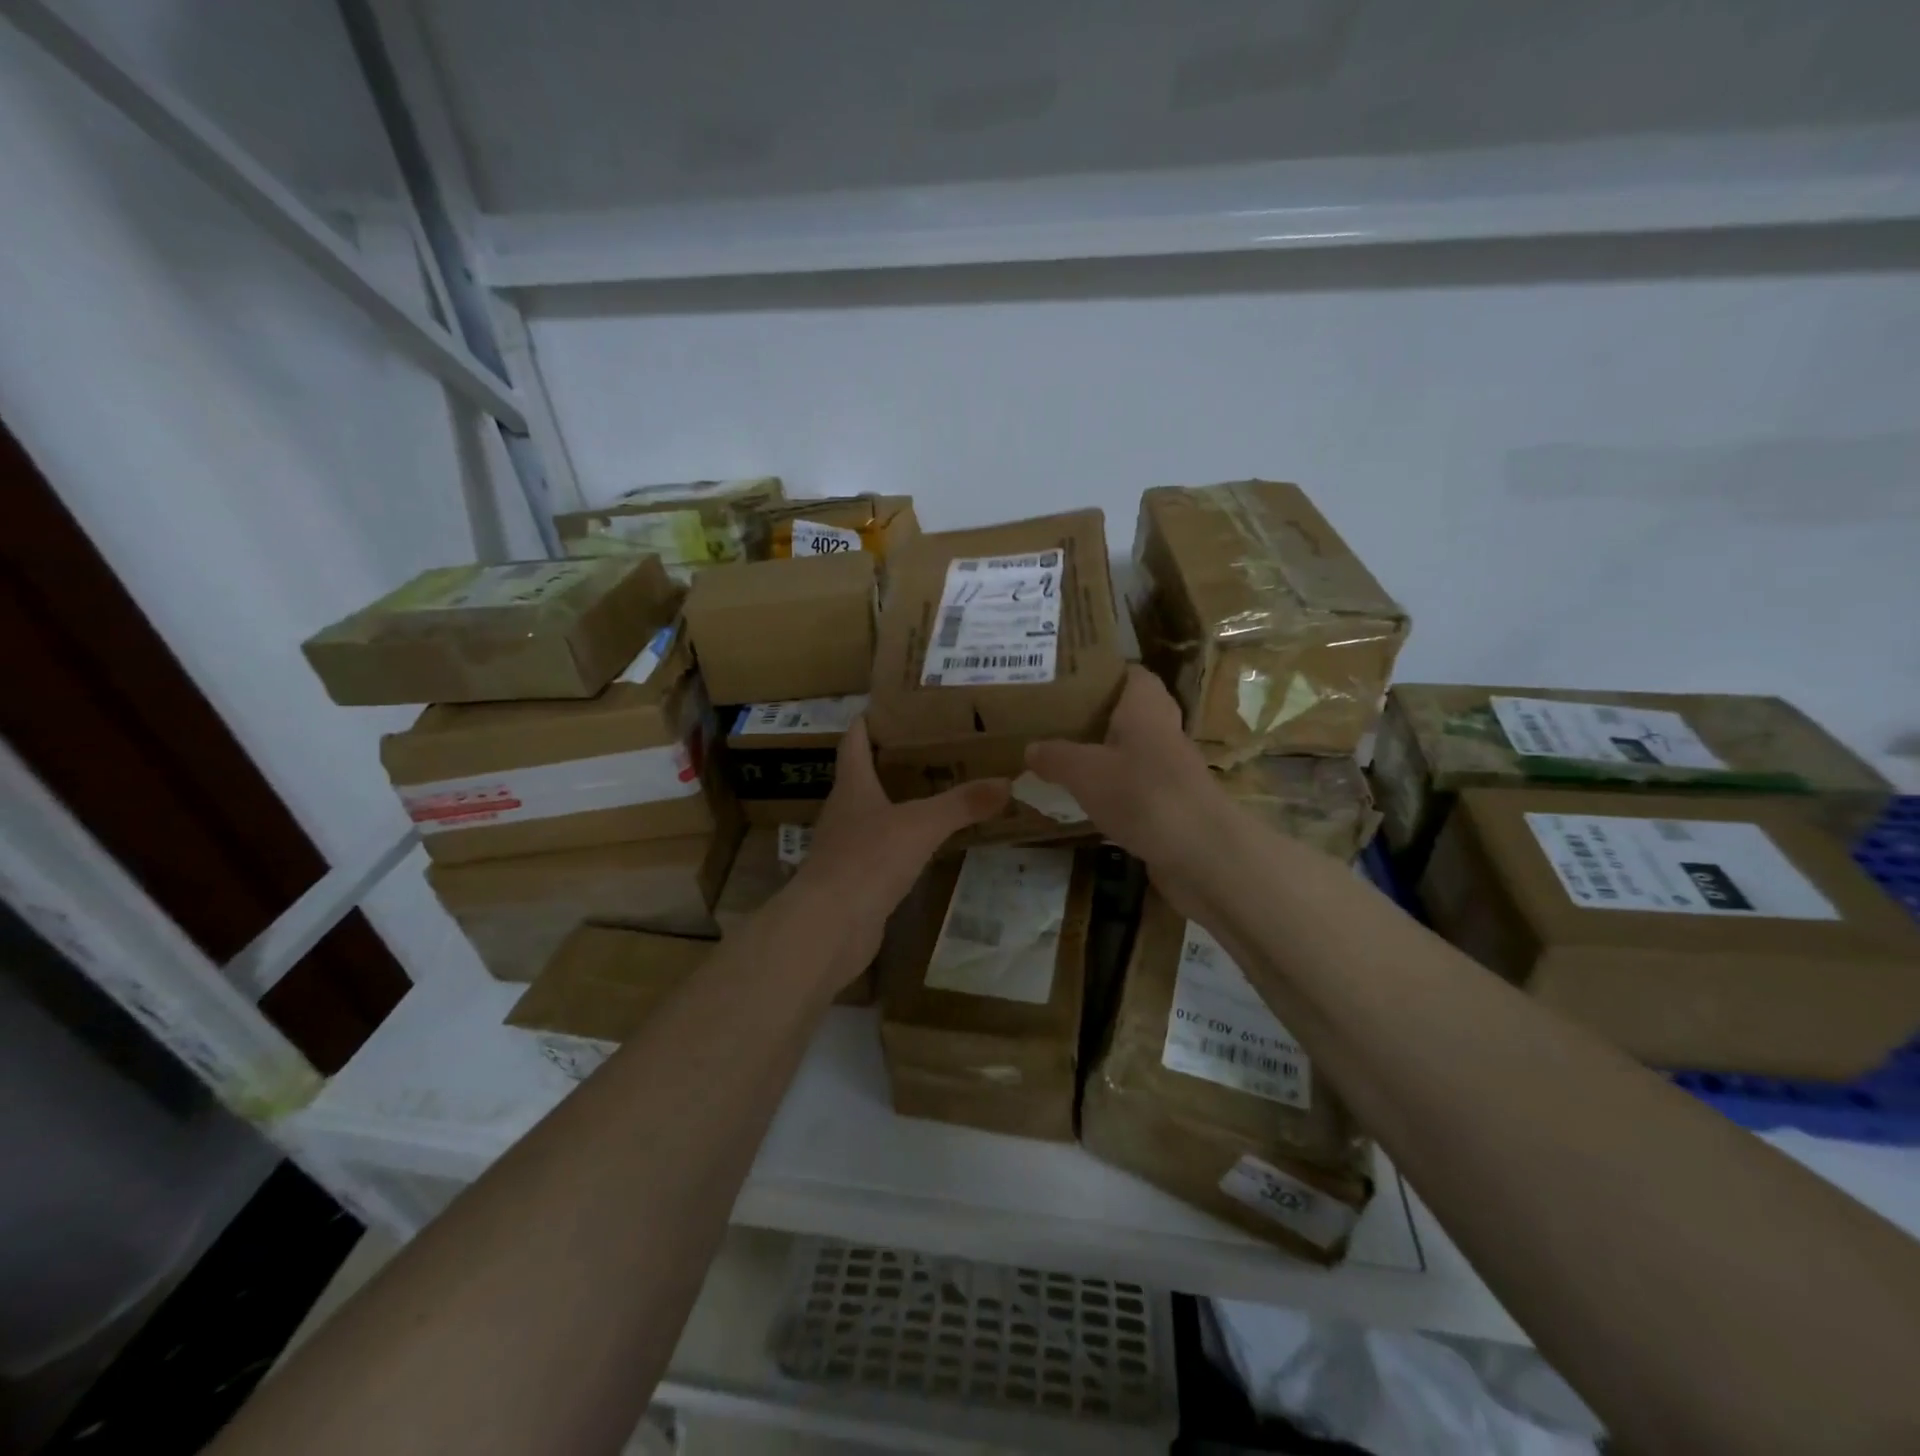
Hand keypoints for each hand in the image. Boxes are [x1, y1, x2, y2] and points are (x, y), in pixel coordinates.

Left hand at [790, 718, 1009, 970]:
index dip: (865, 724)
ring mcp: (844, 849)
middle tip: (926, 749)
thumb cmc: (868, 859)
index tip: (882, 707)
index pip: (853, 743)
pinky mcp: (853, 881)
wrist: (829, 926)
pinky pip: (878, 852)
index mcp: (852, 787)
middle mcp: (843, 813)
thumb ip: (962, 804)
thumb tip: (1007, 782)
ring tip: (930, 794)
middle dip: (888, 763)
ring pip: (870, 816)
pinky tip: (920, 846)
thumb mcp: (921, 825)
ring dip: (893, 804)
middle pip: (861, 778)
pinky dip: (897, 843)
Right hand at [1025, 665, 1228, 914]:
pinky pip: (1135, 789)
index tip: (1069, 680)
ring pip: (1132, 753)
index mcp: (1146, 708)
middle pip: (1131, 714)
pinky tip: (1084, 803)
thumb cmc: (1143, 795)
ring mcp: (1170, 772)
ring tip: (1062, 760)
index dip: (1105, 673)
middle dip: (1097, 717)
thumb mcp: (1085, 771)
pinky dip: (1113, 793)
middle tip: (1057, 721)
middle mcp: (1163, 732)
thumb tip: (1030, 749)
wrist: (1202, 854)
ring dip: (1104, 756)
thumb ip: (1056, 757)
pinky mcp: (1171, 806)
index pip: (1133, 674)